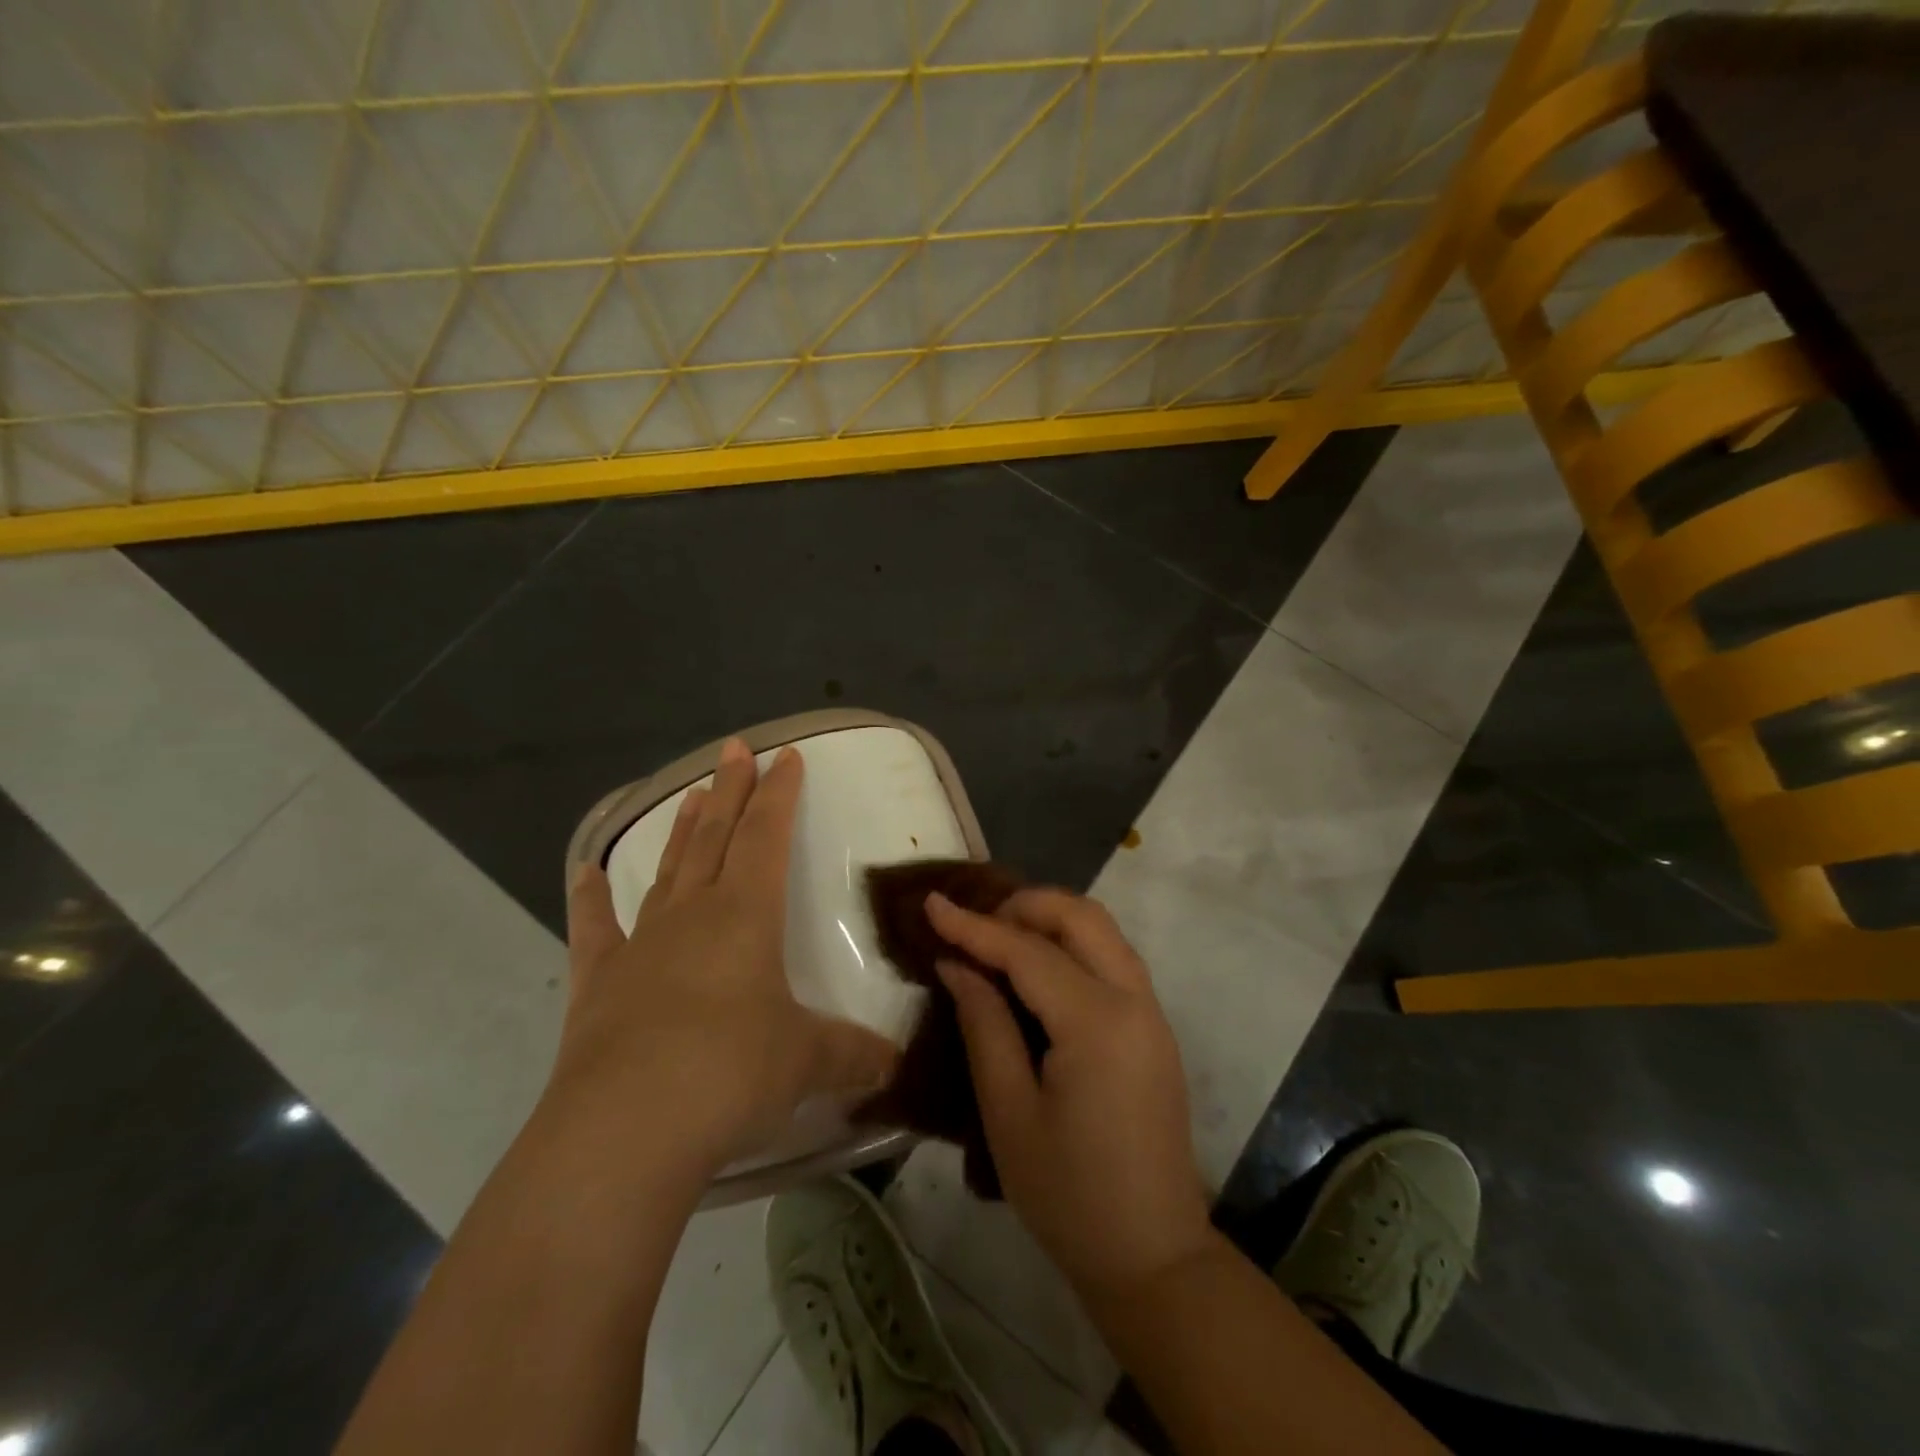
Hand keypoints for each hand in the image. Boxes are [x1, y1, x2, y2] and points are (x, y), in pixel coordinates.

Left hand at [553, 738, 899, 1179]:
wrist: (628, 1127)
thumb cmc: (731, 1074)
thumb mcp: (807, 1062)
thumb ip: (854, 1054)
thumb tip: (897, 1064)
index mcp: (747, 915)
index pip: (767, 836)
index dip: (779, 794)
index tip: (786, 755)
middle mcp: (694, 914)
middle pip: (717, 836)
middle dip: (730, 790)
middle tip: (734, 749)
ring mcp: (641, 943)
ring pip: (669, 870)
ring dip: (683, 831)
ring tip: (691, 793)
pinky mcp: (599, 982)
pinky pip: (594, 928)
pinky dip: (589, 899)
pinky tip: (584, 872)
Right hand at [928, 889, 1214, 1301]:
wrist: (1153, 1255)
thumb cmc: (1069, 1194)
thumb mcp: (1009, 1112)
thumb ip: (984, 1025)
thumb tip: (957, 964)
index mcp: (1097, 1022)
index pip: (1027, 952)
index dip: (974, 926)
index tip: (932, 903)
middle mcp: (1133, 999)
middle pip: (1080, 917)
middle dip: (1023, 906)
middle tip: (973, 926)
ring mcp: (1152, 1011)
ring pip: (1102, 930)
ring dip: (1050, 920)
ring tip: (998, 940)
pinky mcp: (1154, 1026)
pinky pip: (1112, 958)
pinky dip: (1073, 944)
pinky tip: (1037, 968)